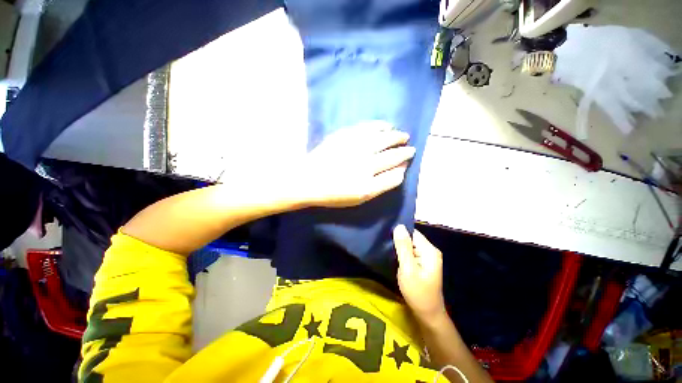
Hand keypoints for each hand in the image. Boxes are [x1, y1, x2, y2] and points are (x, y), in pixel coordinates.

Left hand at [302, 121, 415, 207]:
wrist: (307, 180)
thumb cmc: (334, 193)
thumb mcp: (361, 197)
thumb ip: (383, 184)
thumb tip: (401, 171)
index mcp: (369, 176)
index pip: (394, 164)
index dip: (404, 159)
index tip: (410, 155)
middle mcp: (365, 159)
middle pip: (390, 148)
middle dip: (402, 145)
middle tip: (408, 143)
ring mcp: (354, 144)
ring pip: (381, 135)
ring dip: (393, 133)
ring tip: (399, 133)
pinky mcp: (344, 135)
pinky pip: (366, 127)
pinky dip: (377, 125)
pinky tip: (383, 125)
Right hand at [394, 224, 445, 322]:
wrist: (427, 314)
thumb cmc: (417, 292)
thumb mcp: (408, 268)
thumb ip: (403, 247)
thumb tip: (399, 226)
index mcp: (430, 250)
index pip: (412, 232)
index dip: (399, 233)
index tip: (386, 236)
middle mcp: (431, 251)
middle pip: (412, 238)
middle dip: (399, 241)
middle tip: (385, 245)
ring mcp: (428, 257)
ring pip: (410, 245)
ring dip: (400, 248)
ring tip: (387, 250)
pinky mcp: (424, 263)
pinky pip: (411, 253)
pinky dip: (403, 254)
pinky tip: (395, 257)